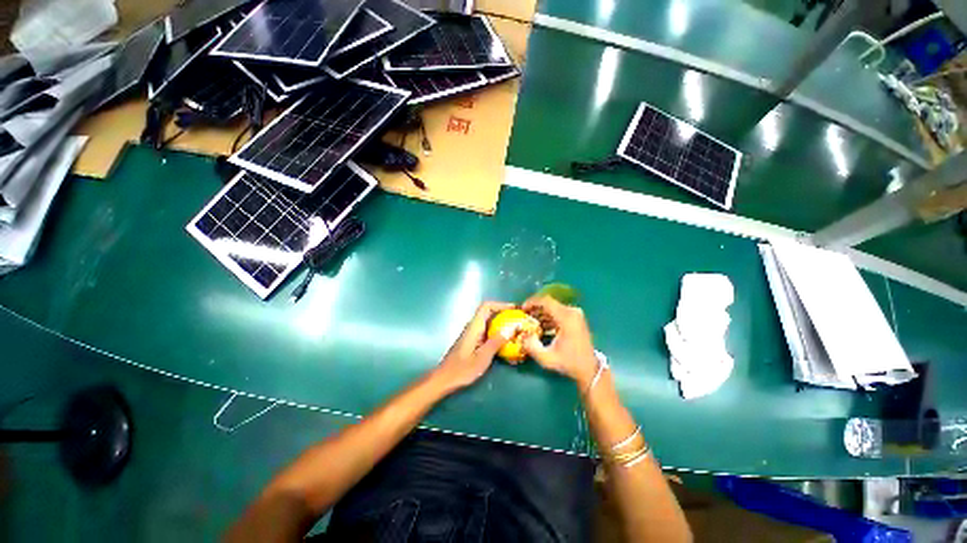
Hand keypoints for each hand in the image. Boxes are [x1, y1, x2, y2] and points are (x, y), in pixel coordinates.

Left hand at [433, 301, 514, 391]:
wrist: (444, 379)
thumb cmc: (462, 369)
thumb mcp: (482, 357)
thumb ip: (496, 342)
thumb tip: (511, 328)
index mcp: (474, 327)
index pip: (486, 307)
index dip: (501, 305)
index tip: (514, 309)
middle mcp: (472, 327)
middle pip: (488, 313)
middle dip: (504, 313)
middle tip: (519, 319)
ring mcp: (472, 334)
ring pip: (488, 322)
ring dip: (501, 323)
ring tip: (515, 329)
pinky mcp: (472, 342)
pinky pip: (487, 331)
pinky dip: (497, 332)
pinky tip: (505, 342)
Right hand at [522, 296, 599, 388]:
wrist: (590, 369)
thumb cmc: (569, 363)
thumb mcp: (547, 358)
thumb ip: (531, 346)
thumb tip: (522, 335)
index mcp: (566, 318)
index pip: (546, 301)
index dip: (532, 302)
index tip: (522, 308)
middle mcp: (572, 312)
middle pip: (550, 303)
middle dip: (535, 307)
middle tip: (524, 314)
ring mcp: (576, 314)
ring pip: (554, 307)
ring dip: (541, 312)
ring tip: (530, 320)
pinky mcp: (576, 318)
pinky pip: (559, 312)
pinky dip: (549, 316)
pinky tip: (541, 325)